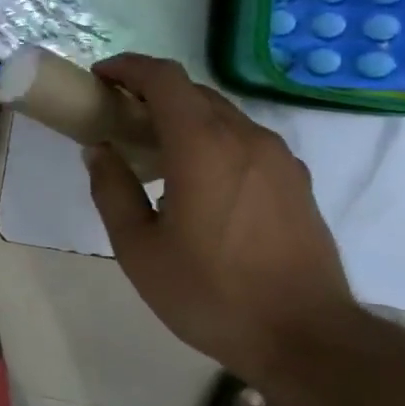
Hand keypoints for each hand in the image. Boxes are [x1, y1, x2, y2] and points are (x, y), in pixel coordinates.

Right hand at [83, 54, 357, 380]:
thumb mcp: (138, 249)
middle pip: (193, 92)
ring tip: (155, 153)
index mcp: (203, 147)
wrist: (305, 337)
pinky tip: (199, 181)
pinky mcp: (296, 181)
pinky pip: (245, 141)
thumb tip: (99, 151)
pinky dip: (212, 140)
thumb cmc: (210, 293)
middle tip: (118, 119)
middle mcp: (245, 138)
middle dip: (151, 94)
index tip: (100, 78)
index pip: (164, 78)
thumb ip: (112, 190)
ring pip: (222, 116)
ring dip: (183, 118)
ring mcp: (278, 158)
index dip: (128, 68)